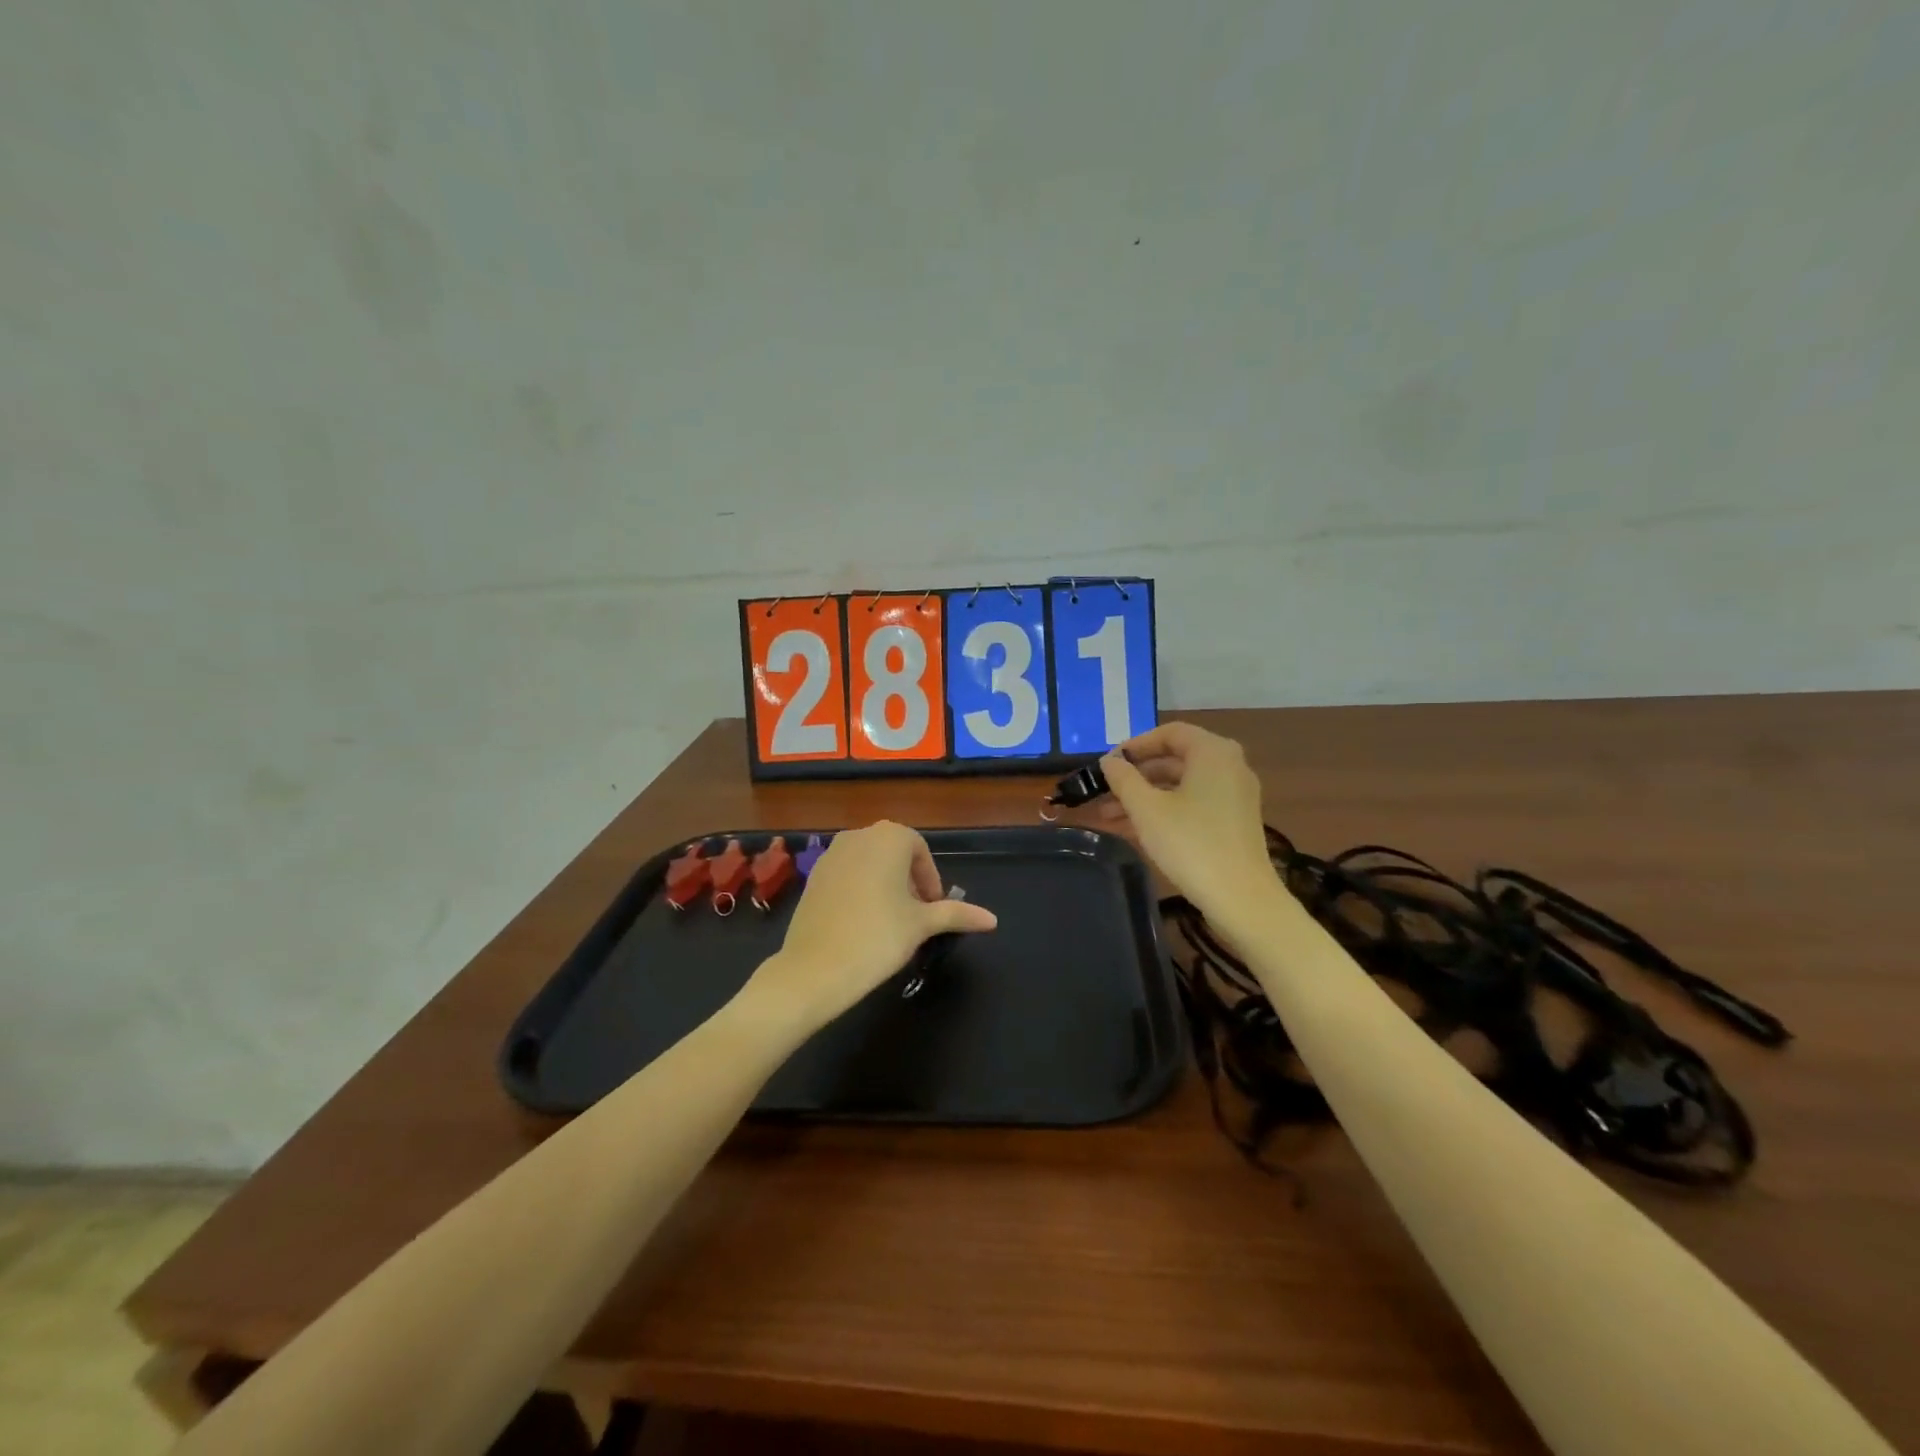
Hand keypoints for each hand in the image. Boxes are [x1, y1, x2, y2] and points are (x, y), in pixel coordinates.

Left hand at [745, 821, 997, 1032]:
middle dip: (909, 881)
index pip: (920, 851)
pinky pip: (846, 875)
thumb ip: (956, 914)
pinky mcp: (813, 876)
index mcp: (889, 837)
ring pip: (869, 863)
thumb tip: (992, 919)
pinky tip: (862, 923)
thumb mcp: (921, 924)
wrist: (814, 968)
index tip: (934, 910)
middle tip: (916, 916)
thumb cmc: (878, 937)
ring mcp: (831, 854)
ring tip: (891, 921)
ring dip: (885, 885)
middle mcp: (859, 835)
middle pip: (894, 854)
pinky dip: (860, 890)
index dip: (930, 880)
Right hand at [1100, 722, 1277, 915]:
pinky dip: (1165, 810)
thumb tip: (1109, 761)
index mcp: (1213, 753)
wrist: (1241, 898)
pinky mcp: (1234, 821)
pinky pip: (1193, 804)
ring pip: (1181, 785)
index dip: (1135, 745)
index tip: (1109, 763)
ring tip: (1108, 816)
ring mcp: (1234, 795)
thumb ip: (1123, 779)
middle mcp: (1229, 766)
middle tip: (1104, 791)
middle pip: (1175, 759)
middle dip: (1136, 775)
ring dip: (1145, 796)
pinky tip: (1134, 830)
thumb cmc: (1191, 844)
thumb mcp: (1147, 809)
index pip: (1169, 733)